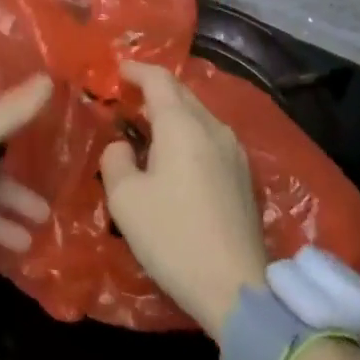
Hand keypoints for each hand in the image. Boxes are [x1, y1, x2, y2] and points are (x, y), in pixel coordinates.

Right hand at [100, 61, 268, 335]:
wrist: (236, 289)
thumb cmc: (173, 236)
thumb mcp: (125, 199)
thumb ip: (115, 159)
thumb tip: (123, 147)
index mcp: (182, 124)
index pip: (158, 79)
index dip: (136, 70)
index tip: (117, 70)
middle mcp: (212, 127)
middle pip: (181, 93)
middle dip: (154, 89)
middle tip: (128, 97)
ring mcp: (233, 151)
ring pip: (198, 115)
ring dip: (172, 113)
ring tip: (149, 126)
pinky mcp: (243, 176)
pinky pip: (210, 137)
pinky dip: (188, 133)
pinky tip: (176, 156)